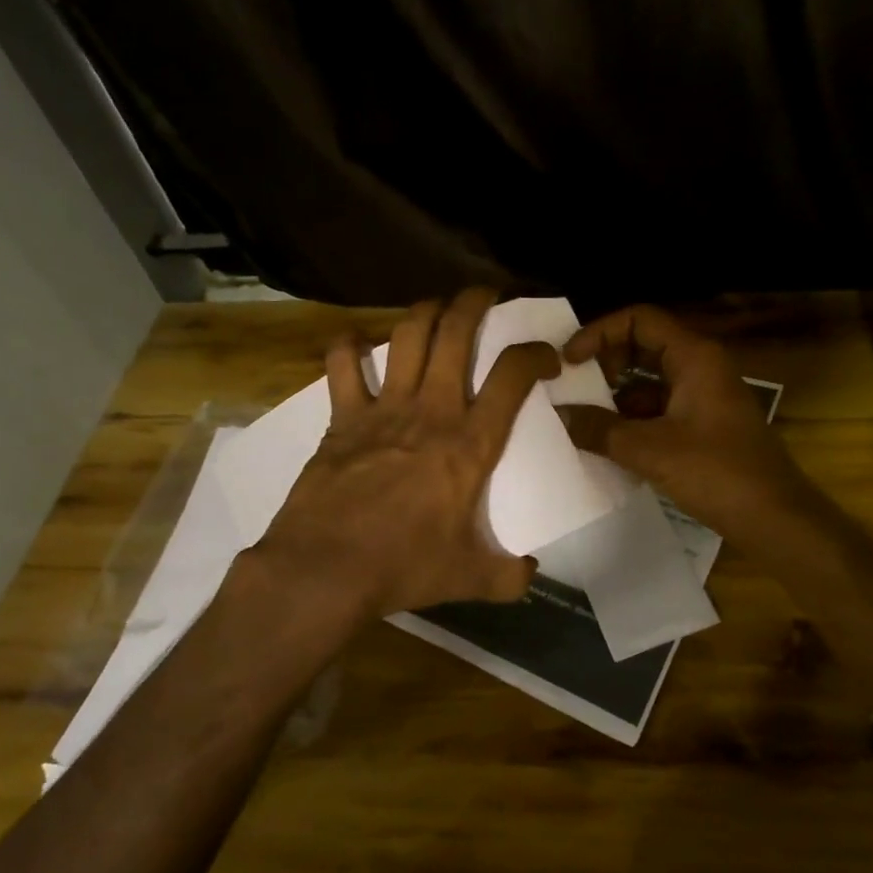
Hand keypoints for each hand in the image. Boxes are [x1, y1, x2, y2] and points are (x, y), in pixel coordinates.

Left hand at [256, 288, 560, 619]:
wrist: (326, 569)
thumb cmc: (404, 567)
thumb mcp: (468, 577)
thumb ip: (507, 575)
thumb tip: (529, 573)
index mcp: (470, 444)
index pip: (513, 376)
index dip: (536, 353)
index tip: (546, 357)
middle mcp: (432, 411)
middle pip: (457, 333)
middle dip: (475, 302)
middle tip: (486, 294)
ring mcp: (384, 408)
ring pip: (408, 335)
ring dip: (425, 311)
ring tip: (436, 307)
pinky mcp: (343, 417)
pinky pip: (342, 364)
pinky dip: (348, 346)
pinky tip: (356, 343)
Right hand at [558, 305, 815, 543]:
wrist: (775, 518)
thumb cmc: (717, 473)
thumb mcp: (649, 450)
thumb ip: (599, 429)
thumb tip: (559, 415)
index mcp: (694, 357)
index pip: (639, 319)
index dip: (599, 332)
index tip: (569, 361)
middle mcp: (700, 367)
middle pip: (643, 345)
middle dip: (605, 363)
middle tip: (574, 388)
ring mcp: (704, 397)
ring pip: (650, 380)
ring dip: (616, 395)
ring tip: (582, 420)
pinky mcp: (704, 425)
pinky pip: (660, 408)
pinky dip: (633, 419)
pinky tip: (610, 444)